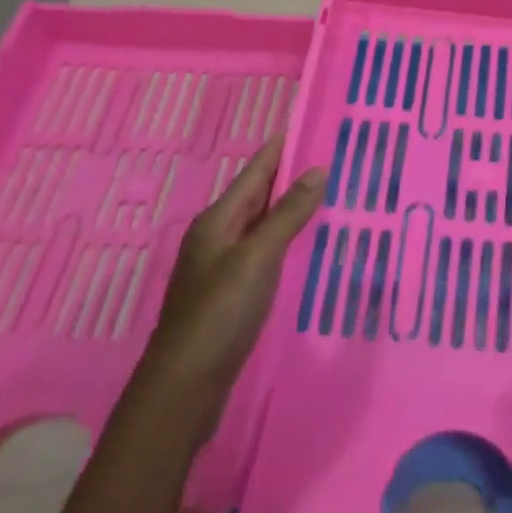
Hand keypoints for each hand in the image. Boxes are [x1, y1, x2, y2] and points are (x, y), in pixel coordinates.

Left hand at [144, 133, 323, 403]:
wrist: (184, 388)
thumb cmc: (219, 314)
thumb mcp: (257, 258)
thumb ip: (288, 214)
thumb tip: (317, 170)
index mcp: (217, 221)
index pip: (255, 172)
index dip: (280, 148)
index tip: (307, 124)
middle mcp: (216, 237)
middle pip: (256, 196)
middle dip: (288, 175)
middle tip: (327, 157)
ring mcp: (220, 268)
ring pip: (259, 224)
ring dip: (287, 208)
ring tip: (323, 194)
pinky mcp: (228, 295)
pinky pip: (261, 252)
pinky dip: (283, 239)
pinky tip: (302, 244)